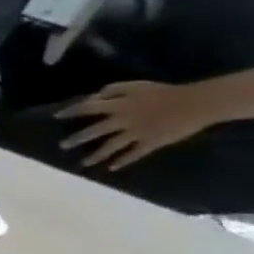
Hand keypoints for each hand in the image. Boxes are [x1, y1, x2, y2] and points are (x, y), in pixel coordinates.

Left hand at [58, 80, 218, 168]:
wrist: (198, 103)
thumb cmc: (164, 92)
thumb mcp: (135, 86)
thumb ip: (112, 90)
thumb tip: (92, 97)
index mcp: (118, 106)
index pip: (87, 108)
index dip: (71, 112)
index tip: (56, 117)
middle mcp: (123, 120)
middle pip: (95, 131)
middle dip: (77, 139)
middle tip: (62, 145)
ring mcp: (137, 133)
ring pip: (111, 146)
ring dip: (96, 155)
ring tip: (83, 163)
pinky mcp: (152, 142)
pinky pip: (134, 154)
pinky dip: (123, 161)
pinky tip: (111, 168)